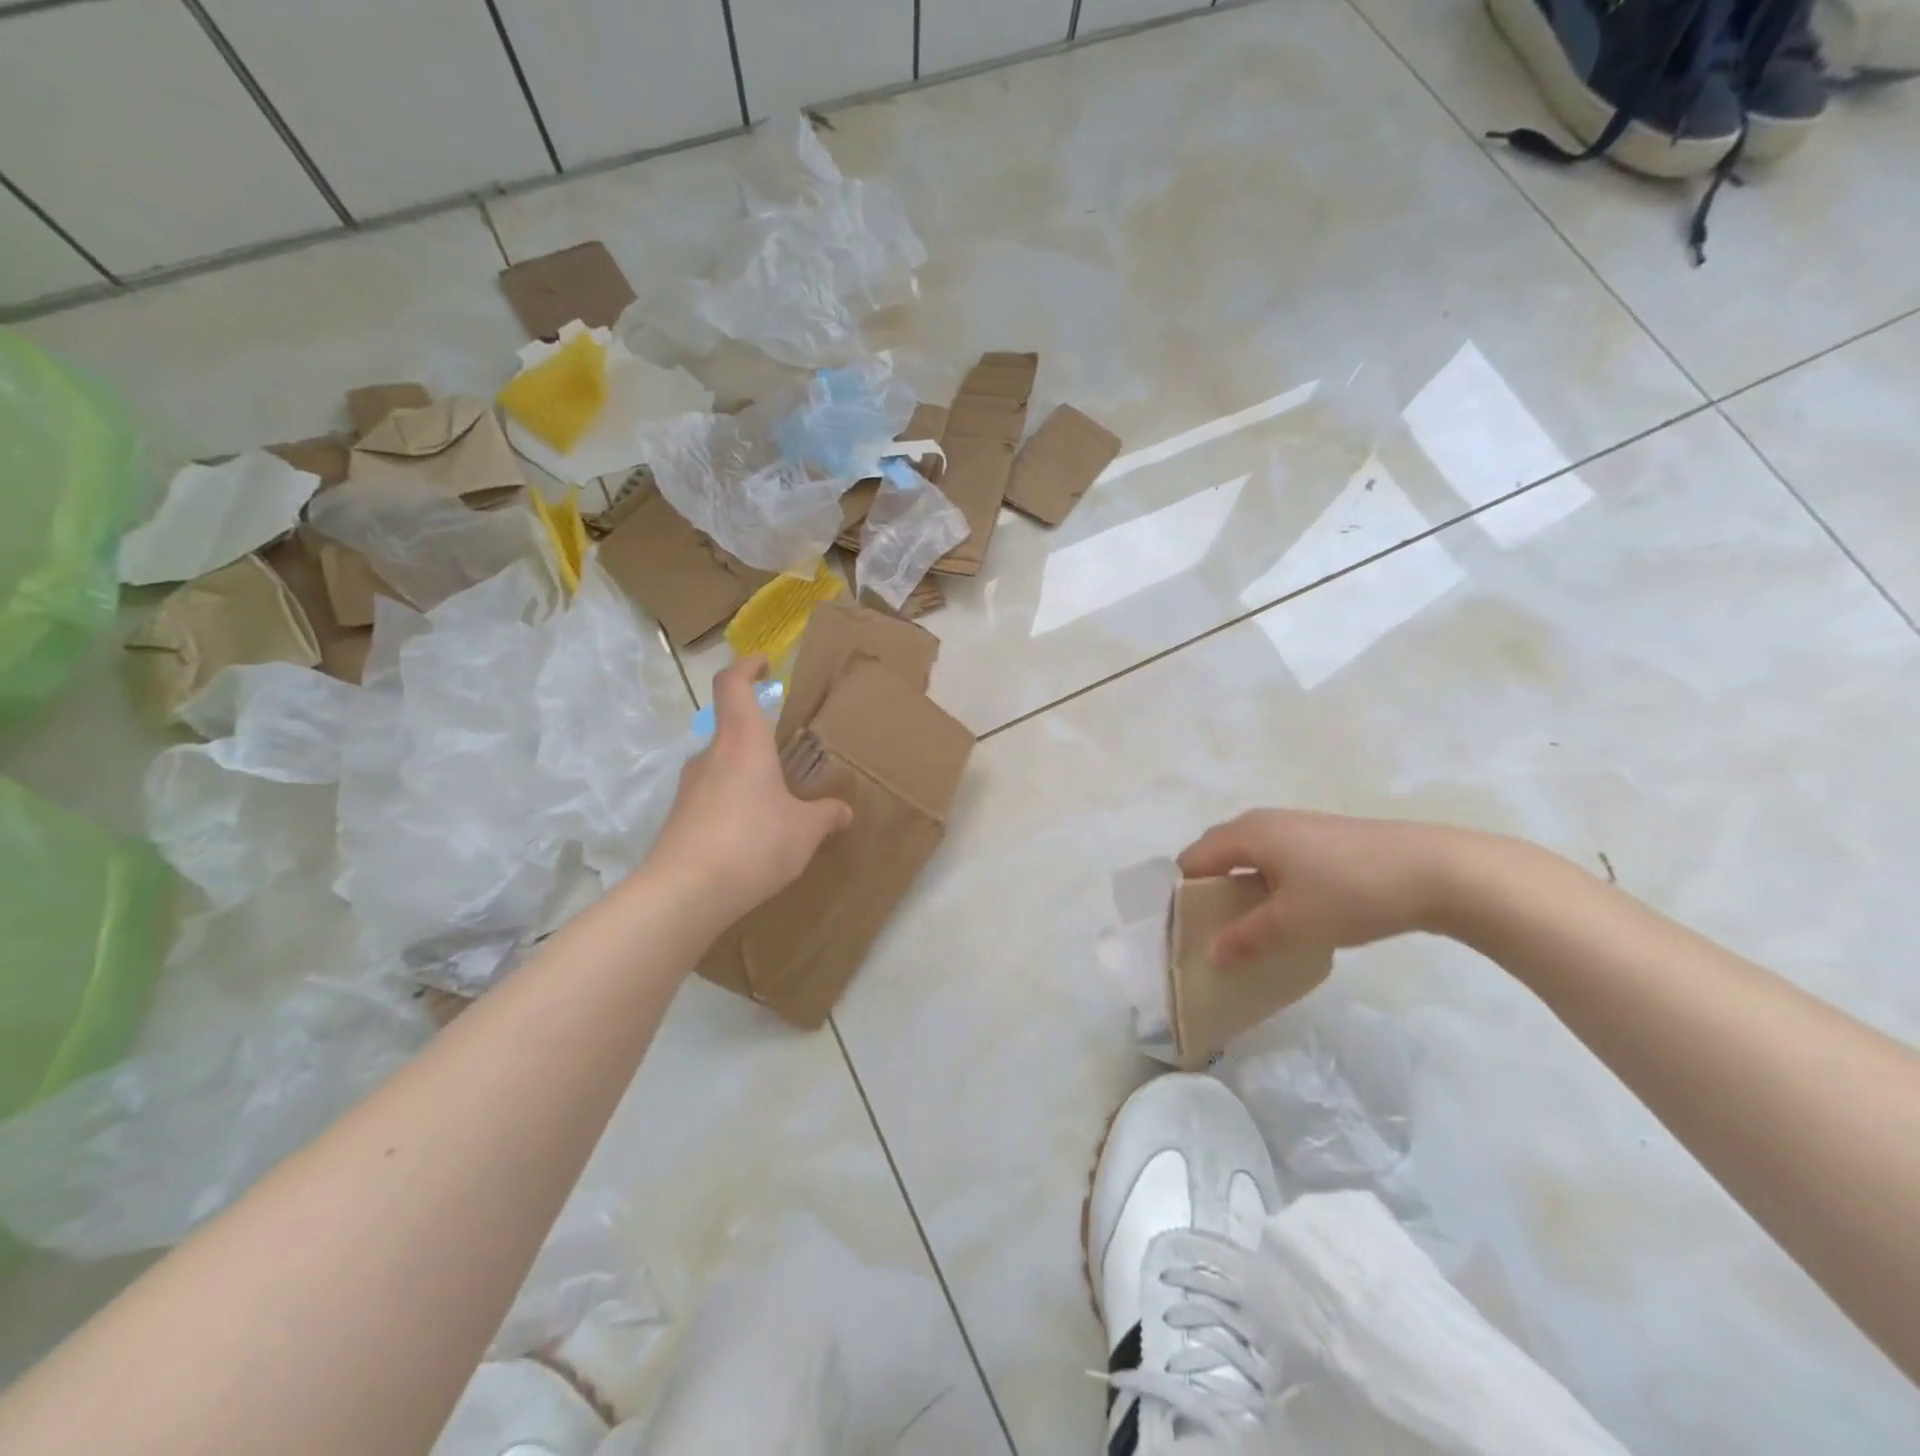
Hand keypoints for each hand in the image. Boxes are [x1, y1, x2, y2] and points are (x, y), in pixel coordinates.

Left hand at [647, 656, 851, 924]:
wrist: (685, 893)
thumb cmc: (753, 843)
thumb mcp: (804, 830)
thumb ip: (826, 815)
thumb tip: (843, 811)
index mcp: (742, 742)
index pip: (733, 685)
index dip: (747, 667)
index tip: (764, 664)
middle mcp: (711, 756)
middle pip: (730, 729)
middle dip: (759, 737)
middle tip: (788, 756)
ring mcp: (689, 788)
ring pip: (722, 767)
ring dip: (747, 775)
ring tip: (777, 803)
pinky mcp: (679, 819)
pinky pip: (712, 798)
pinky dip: (734, 805)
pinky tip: (753, 836)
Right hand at [1176, 809, 1469, 963]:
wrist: (1438, 871)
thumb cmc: (1351, 893)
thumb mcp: (1293, 924)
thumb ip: (1246, 938)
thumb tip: (1211, 954)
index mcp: (1247, 834)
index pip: (1193, 858)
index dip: (1183, 893)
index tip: (1186, 929)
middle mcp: (1265, 821)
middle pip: (1218, 852)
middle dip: (1208, 888)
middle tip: (1212, 929)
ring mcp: (1297, 826)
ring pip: (1250, 855)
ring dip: (1240, 885)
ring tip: (1248, 924)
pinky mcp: (1324, 837)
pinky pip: (1276, 856)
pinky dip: (1267, 880)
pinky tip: (1288, 910)